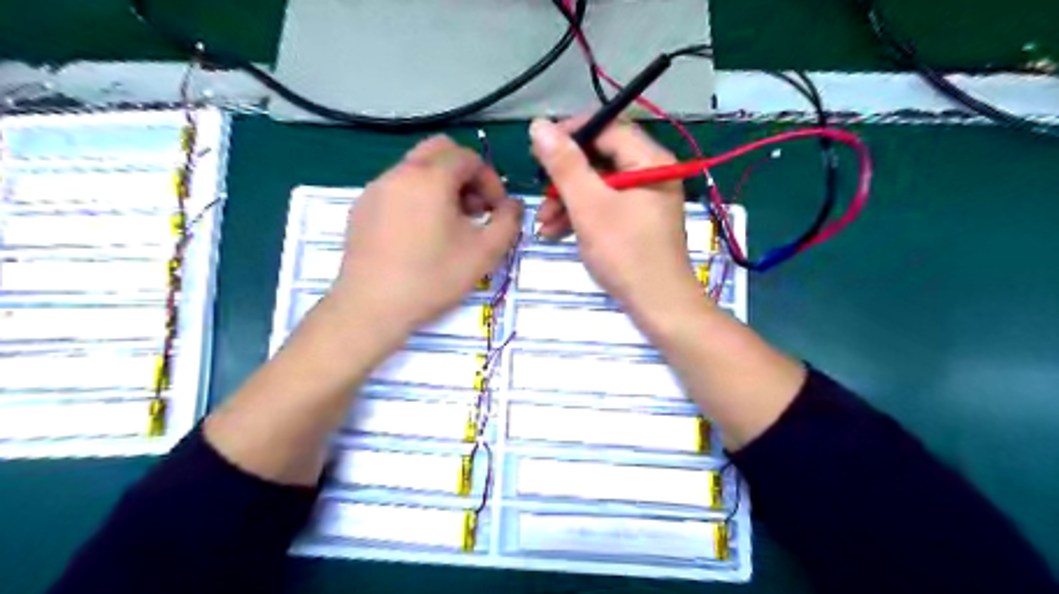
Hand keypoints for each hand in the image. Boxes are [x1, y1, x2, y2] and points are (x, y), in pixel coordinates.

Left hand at [325, 134, 520, 343]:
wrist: (372, 307)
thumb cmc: (433, 278)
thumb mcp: (485, 253)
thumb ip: (509, 222)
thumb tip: (514, 205)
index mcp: (430, 177)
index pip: (469, 158)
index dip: (490, 181)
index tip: (495, 212)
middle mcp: (400, 173)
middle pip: (439, 151)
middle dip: (464, 174)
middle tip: (474, 209)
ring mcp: (375, 189)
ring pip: (416, 168)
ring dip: (440, 185)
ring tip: (449, 225)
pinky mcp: (361, 208)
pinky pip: (397, 188)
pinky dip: (417, 197)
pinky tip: (420, 234)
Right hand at [530, 115, 701, 323]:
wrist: (658, 305)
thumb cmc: (626, 253)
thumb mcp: (589, 206)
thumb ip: (564, 165)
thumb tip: (539, 125)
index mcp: (649, 160)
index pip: (606, 127)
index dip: (570, 134)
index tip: (537, 149)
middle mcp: (650, 174)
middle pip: (600, 159)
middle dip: (564, 178)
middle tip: (540, 194)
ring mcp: (644, 199)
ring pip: (598, 186)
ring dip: (567, 201)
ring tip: (543, 224)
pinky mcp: (637, 221)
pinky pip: (605, 207)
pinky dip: (581, 216)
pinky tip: (555, 233)